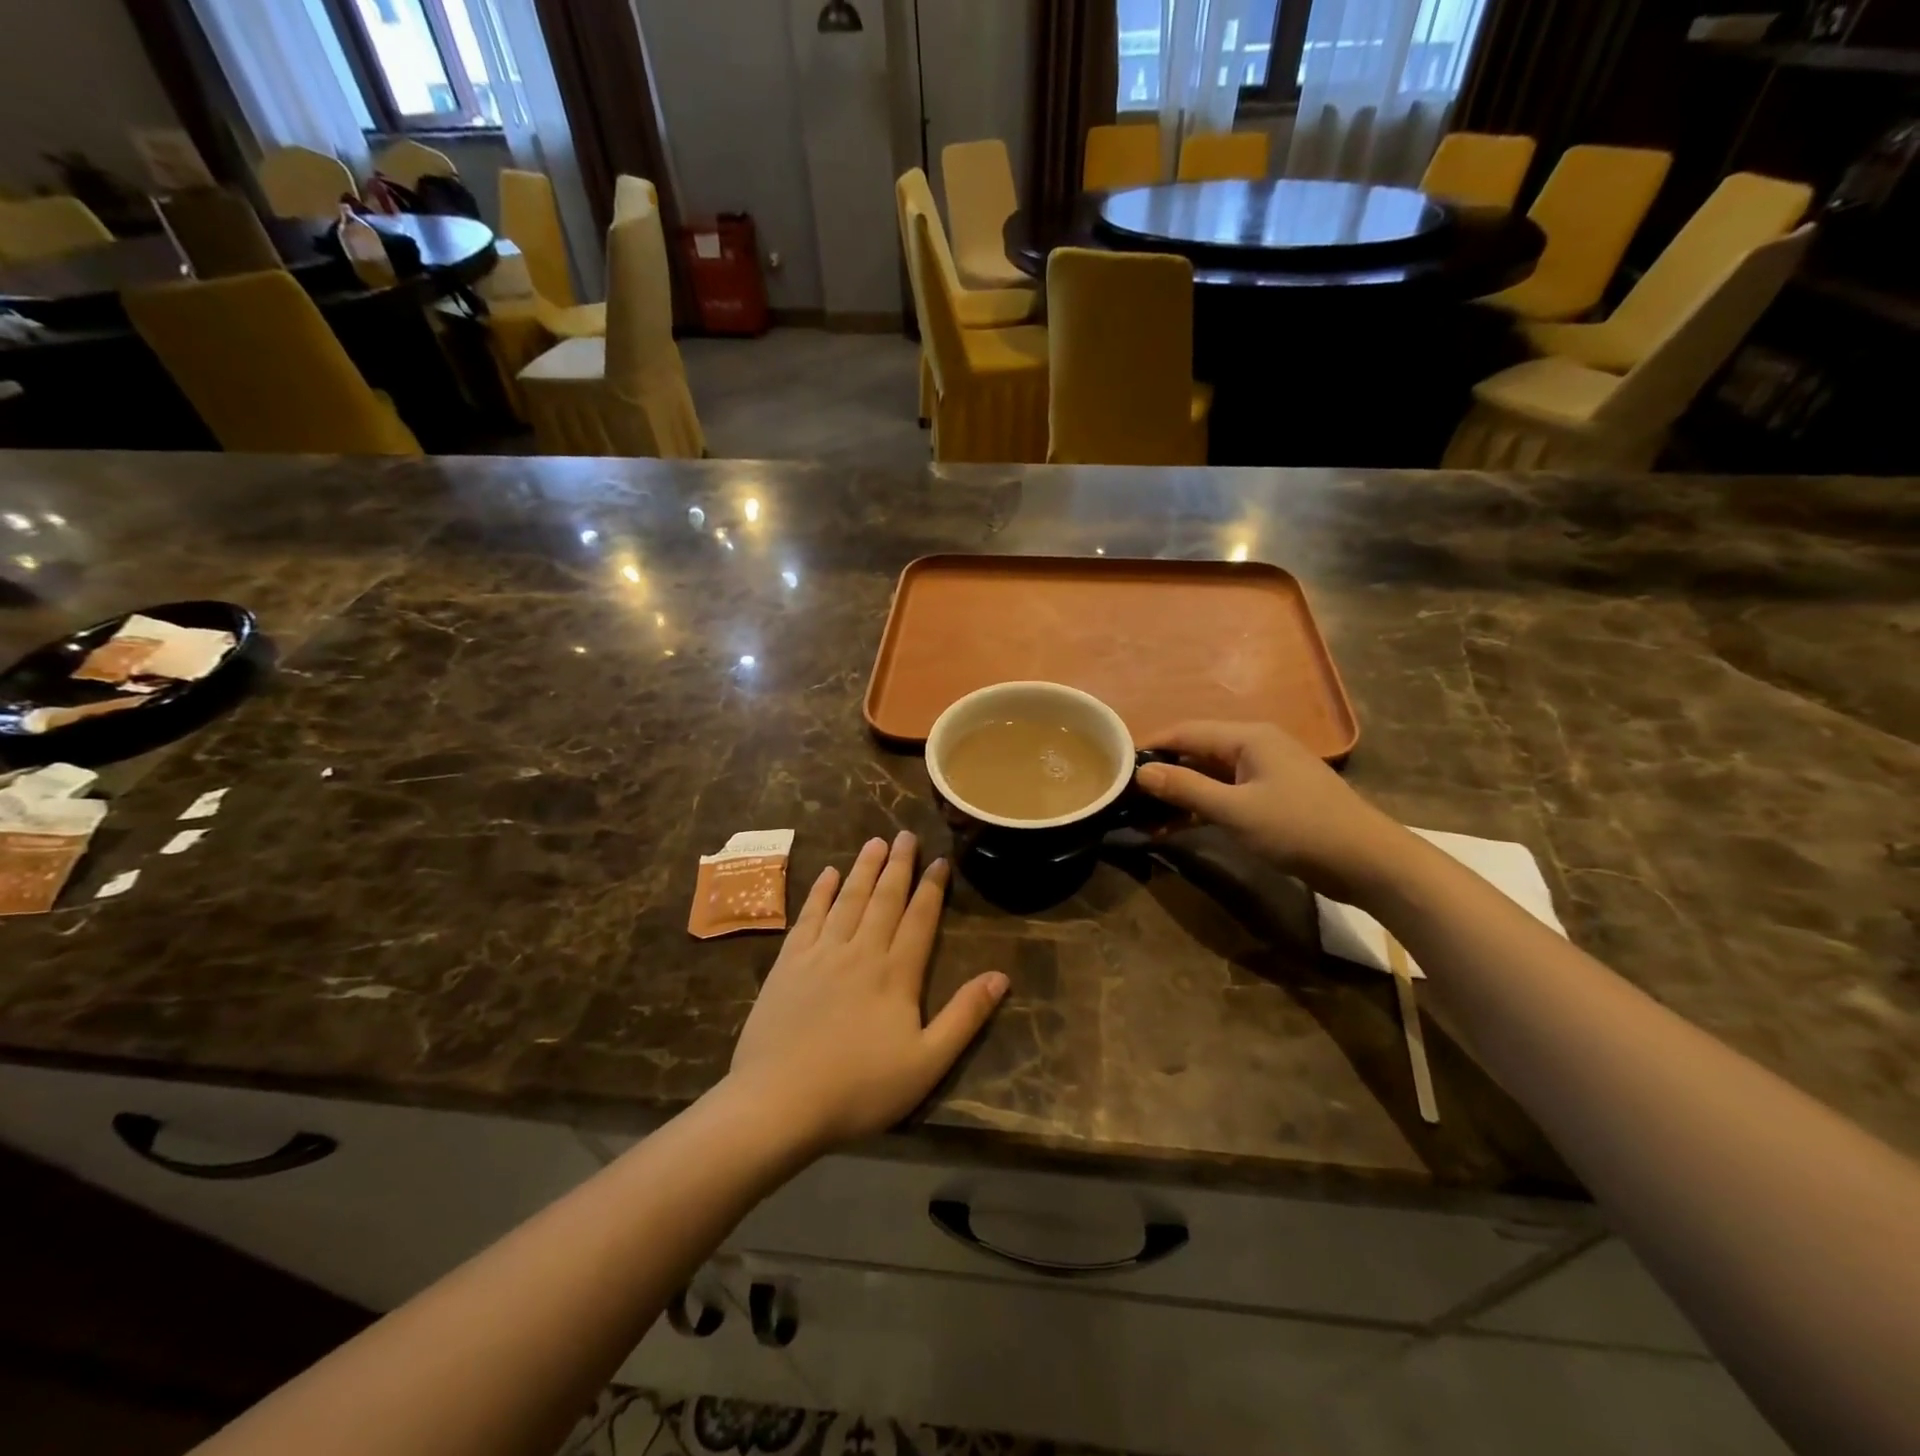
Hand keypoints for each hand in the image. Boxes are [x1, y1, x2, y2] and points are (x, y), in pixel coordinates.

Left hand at [728, 832, 1007, 1151]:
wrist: (778, 1103)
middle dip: (898, 865)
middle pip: (884, 899)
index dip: (932, 888)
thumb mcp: (926, 1063)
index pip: (920, 919)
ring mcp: (821, 954)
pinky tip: (828, 874)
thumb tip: (1001, 976)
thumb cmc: (859, 1089)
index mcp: (896, 974)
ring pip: (848, 900)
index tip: (940, 860)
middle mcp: (861, 952)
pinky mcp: (788, 964)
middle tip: (906, 834)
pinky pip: (808, 917)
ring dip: (864, 869)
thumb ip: (964, 1017)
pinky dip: (820, 893)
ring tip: (875, 842)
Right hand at [1134, 721, 1399, 901]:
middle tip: (1125, 796)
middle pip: (1195, 752)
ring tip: (1141, 817)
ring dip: (1178, 795)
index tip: (1116, 765)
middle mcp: (1254, 747)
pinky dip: (1200, 809)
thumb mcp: (1236, 810)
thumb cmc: (1300, 828)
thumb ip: (1186, 789)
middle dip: (1161, 773)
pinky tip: (1173, 828)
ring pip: (1208, 777)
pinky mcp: (1270, 799)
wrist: (1367, 862)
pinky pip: (1224, 796)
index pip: (1185, 732)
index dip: (1150, 746)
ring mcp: (1263, 774)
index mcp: (1247, 738)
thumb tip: (1141, 771)